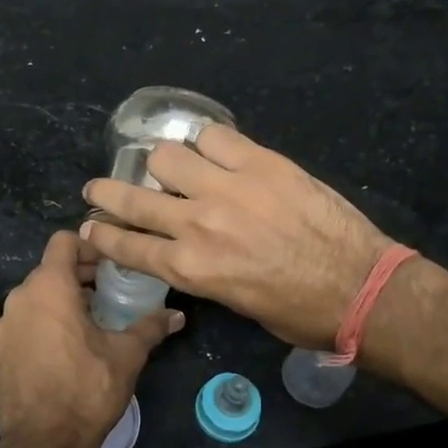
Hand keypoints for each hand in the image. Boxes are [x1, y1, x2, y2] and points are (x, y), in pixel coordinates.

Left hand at [0, 230, 182, 447]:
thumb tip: (177, 315)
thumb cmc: (87, 390)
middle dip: (79, 277)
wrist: (41, 444)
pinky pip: (21, 326)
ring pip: (34, 299)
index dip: (89, 247)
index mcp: (49, 288)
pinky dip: (41, 327)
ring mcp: (3, 327)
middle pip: (50, 270)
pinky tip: (62, 354)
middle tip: (108, 295)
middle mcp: (20, 298)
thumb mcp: (126, 356)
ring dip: (60, 303)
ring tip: (87, 325)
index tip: (110, 267)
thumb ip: (150, 328)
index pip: (64, 242)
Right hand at [80, 124, 393, 350]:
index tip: (88, 226)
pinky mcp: (260, 162)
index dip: (102, 235)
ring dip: (161, 164)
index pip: (127, 246)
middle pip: (133, 198)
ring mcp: (228, 187)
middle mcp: (197, 223)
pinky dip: (205, 142)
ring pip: (167, 156)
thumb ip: (200, 270)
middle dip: (106, 194)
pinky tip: (209, 149)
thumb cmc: (297, 310)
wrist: (359, 286)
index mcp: (190, 268)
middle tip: (97, 188)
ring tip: (168, 167)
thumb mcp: (232, 302)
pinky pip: (215, 136)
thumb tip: (185, 247)